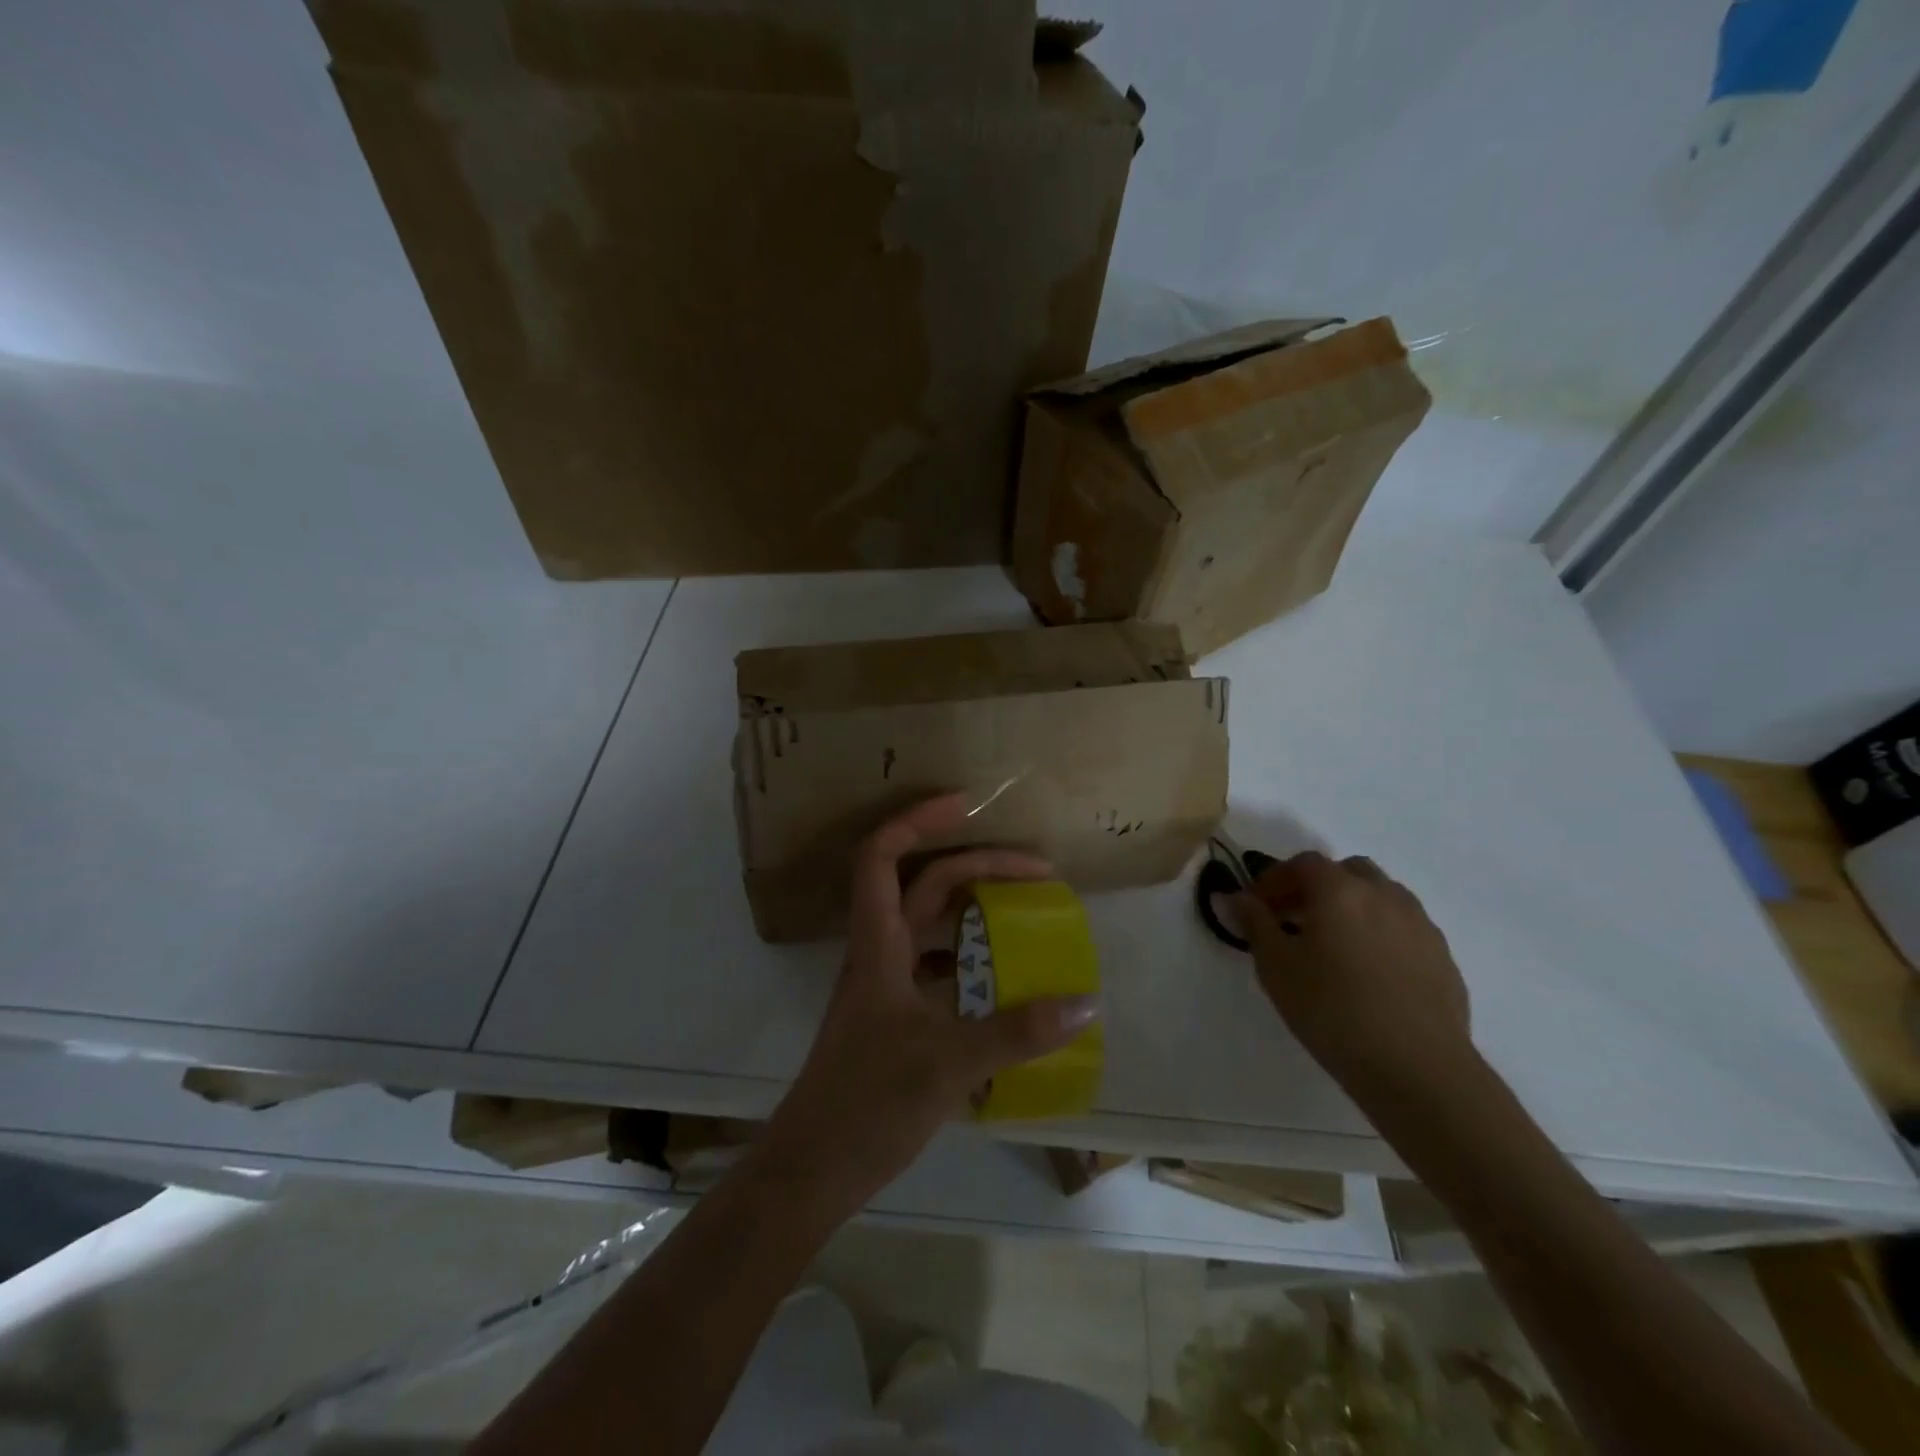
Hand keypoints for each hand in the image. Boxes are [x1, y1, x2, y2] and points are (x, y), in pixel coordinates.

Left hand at [756, 795, 1100, 1212]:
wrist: (813, 1167)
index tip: (967, 805)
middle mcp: (880, 951)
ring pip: (929, 923)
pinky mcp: (893, 1014)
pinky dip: (968, 956)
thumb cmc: (868, 1102)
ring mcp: (884, 984)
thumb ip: (1018, 1032)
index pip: (883, 856)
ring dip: (972, 907)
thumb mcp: (950, 1063)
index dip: (918, 820)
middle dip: (977, 865)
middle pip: (923, 883)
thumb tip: (1084, 1002)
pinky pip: (934, 965)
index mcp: (879, 944)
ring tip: (1025, 909)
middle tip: (1037, 871)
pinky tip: (1002, 975)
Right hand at [1236, 851, 1473, 1097]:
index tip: (1257, 906)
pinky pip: (1403, 927)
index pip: (1302, 863)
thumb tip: (1236, 897)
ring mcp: (1420, 923)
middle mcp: (1383, 894)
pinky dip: (1380, 933)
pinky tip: (1369, 972)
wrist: (1417, 1067)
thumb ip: (1254, 923)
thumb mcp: (1275, 967)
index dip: (1275, 879)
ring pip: (1380, 896)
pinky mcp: (1442, 955)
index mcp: (1339, 890)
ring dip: (1352, 907)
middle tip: (1294, 920)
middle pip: (1346, 872)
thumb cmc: (1332, 1010)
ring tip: (1333, 945)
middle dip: (1317, 887)